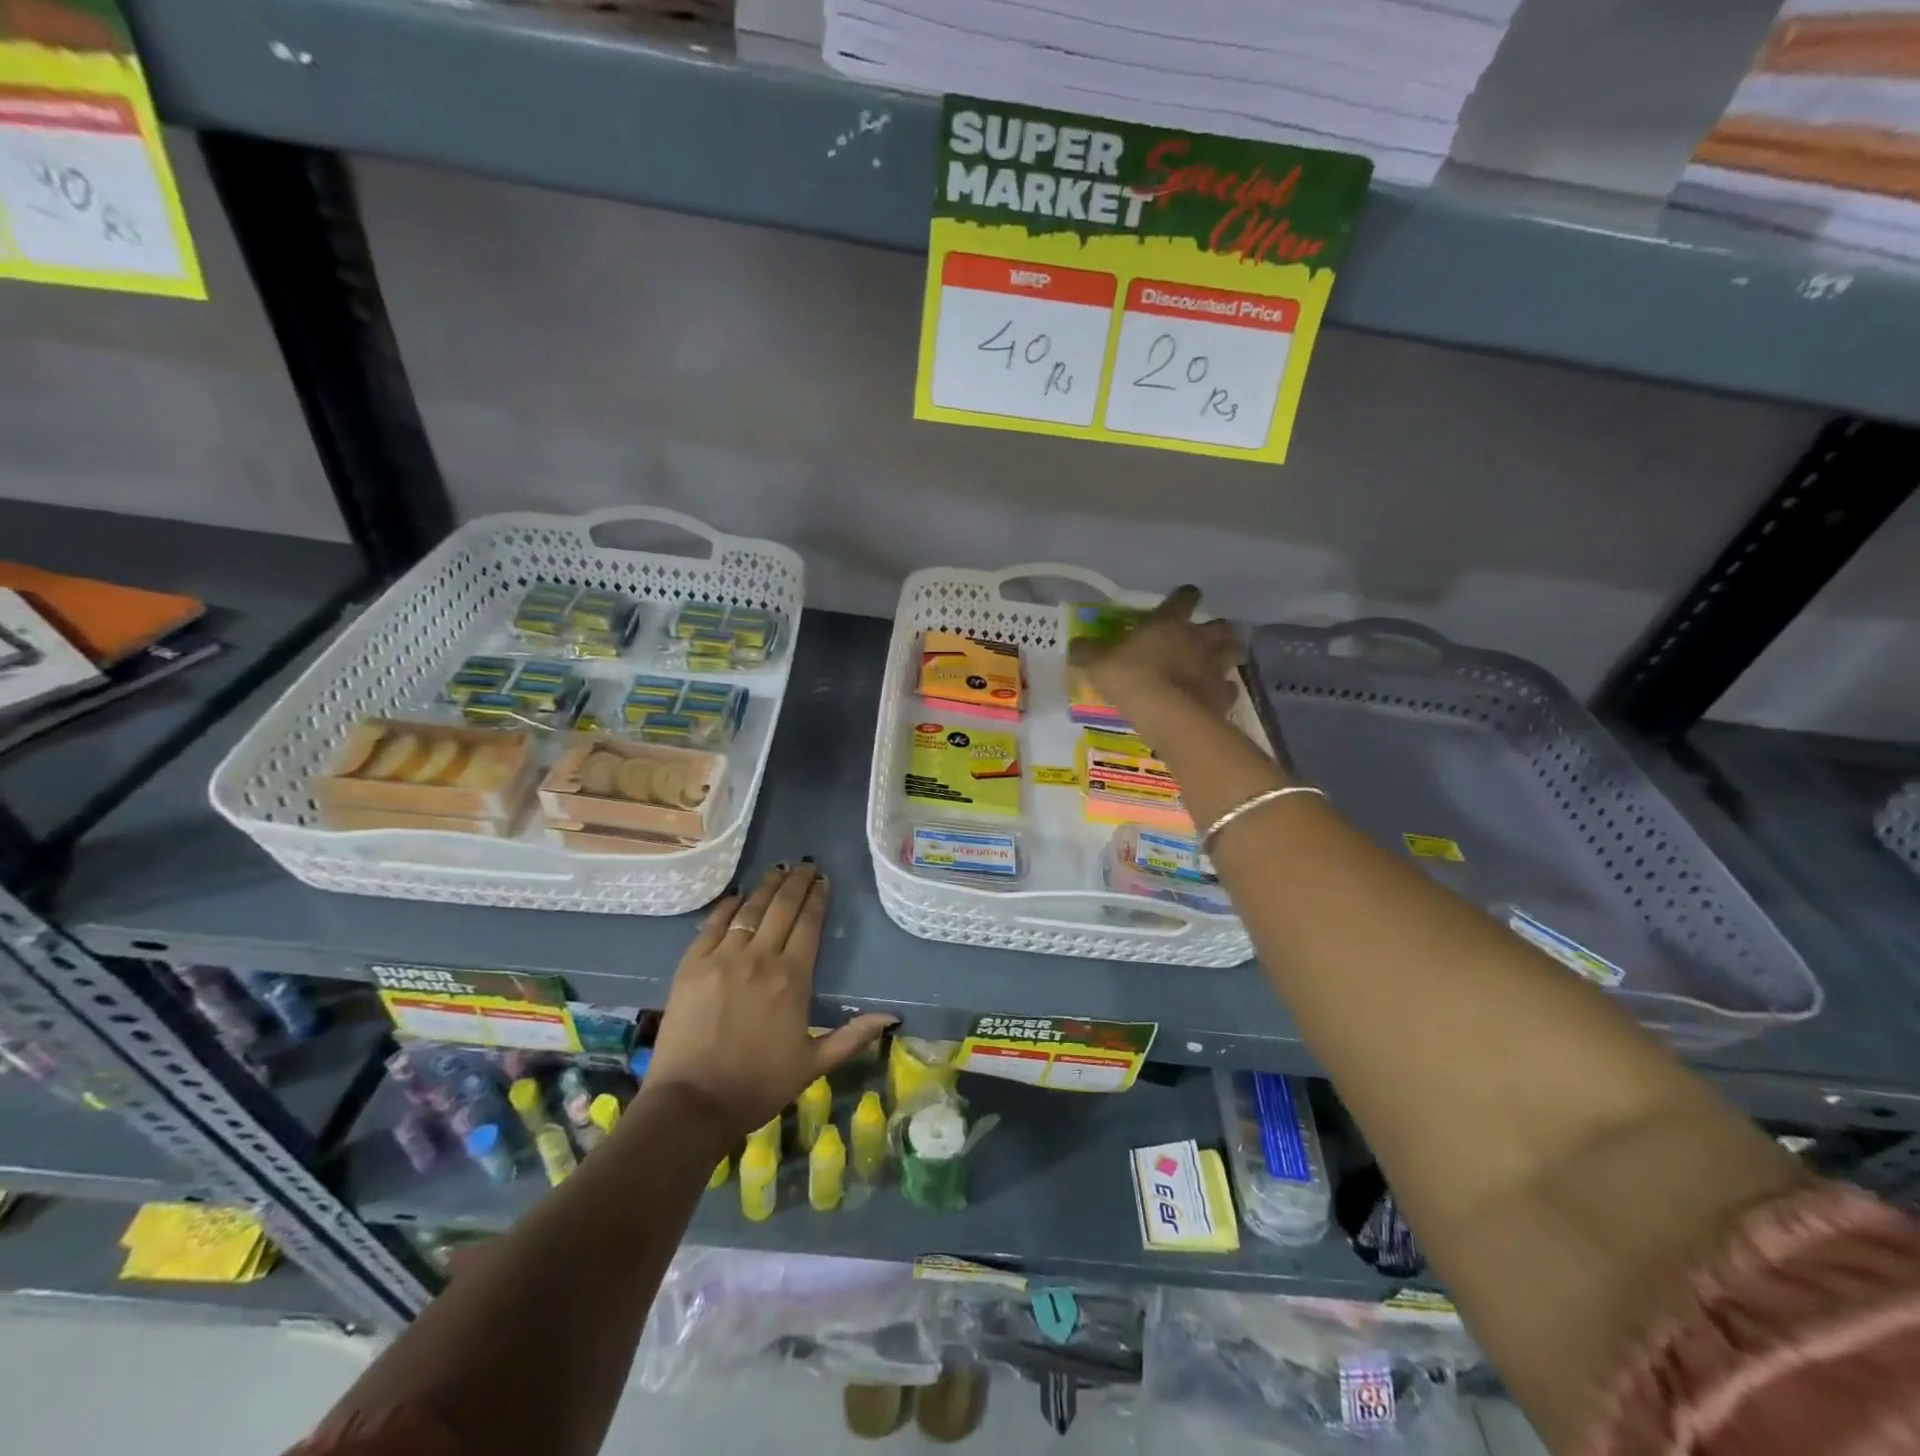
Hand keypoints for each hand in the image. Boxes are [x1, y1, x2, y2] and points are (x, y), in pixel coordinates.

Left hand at [642, 861, 895, 1145]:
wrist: (692, 1104)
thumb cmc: (758, 1085)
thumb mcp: (813, 1065)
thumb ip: (852, 1036)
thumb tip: (892, 1017)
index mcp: (793, 978)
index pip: (809, 924)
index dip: (818, 898)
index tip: (823, 881)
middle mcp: (760, 958)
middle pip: (782, 907)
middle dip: (796, 882)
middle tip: (805, 865)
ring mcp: (722, 958)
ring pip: (750, 909)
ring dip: (766, 886)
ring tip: (778, 869)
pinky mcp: (691, 965)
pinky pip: (713, 924)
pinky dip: (728, 905)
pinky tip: (738, 895)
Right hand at [1069, 585, 1243, 722]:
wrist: (1165, 713)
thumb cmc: (1131, 678)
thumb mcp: (1098, 664)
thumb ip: (1088, 652)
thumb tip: (1075, 645)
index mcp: (1169, 623)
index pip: (1184, 598)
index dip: (1184, 597)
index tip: (1183, 599)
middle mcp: (1198, 639)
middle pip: (1221, 625)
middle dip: (1218, 630)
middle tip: (1207, 639)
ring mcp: (1215, 666)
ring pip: (1234, 653)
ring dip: (1228, 656)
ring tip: (1217, 665)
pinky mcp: (1223, 695)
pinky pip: (1229, 689)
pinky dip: (1224, 691)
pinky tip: (1215, 697)